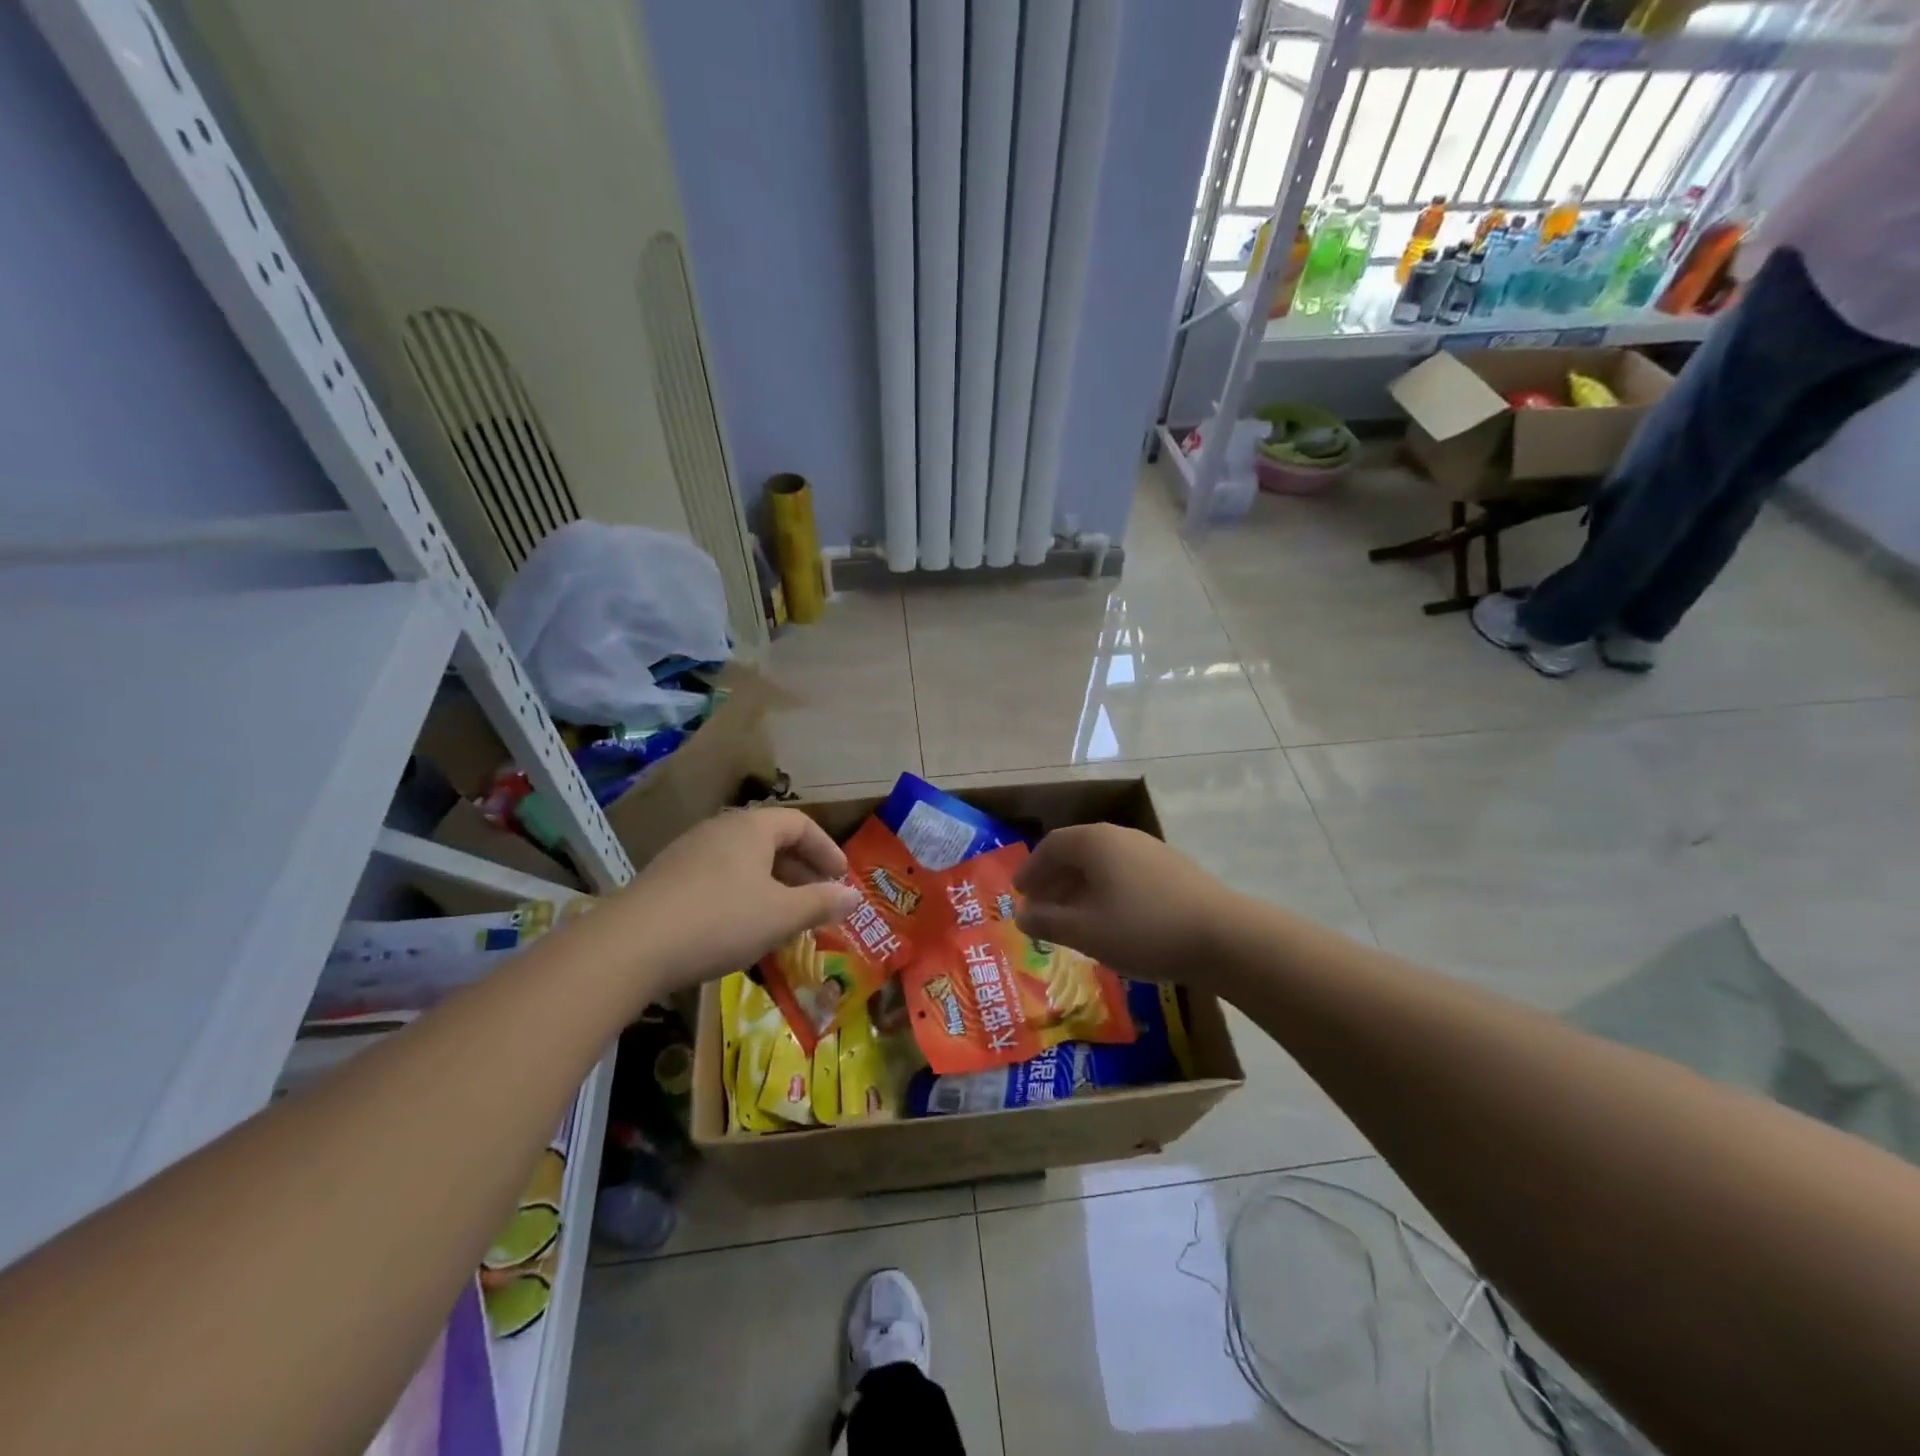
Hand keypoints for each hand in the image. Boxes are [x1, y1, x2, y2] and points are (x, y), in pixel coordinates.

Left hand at [613, 808, 862, 994]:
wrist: (630, 946)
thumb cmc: (720, 920)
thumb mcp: (781, 915)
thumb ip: (821, 902)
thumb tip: (854, 896)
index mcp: (751, 828)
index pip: (801, 824)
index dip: (827, 849)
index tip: (842, 879)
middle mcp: (720, 829)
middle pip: (772, 841)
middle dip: (801, 871)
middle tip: (818, 901)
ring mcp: (688, 853)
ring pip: (744, 862)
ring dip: (772, 886)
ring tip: (783, 919)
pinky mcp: (666, 879)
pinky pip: (718, 878)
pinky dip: (742, 896)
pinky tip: (741, 930)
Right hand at [1014, 824, 1237, 984]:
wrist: (1223, 936)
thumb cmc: (1143, 929)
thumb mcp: (1086, 931)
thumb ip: (1048, 921)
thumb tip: (1021, 915)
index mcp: (1095, 841)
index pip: (1051, 846)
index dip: (1031, 869)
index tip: (1019, 893)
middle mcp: (1120, 836)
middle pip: (1076, 851)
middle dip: (1054, 879)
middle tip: (1039, 907)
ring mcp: (1150, 850)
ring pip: (1102, 863)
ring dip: (1079, 887)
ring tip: (1070, 917)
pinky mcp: (1171, 869)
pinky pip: (1124, 873)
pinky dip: (1105, 890)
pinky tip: (1109, 919)